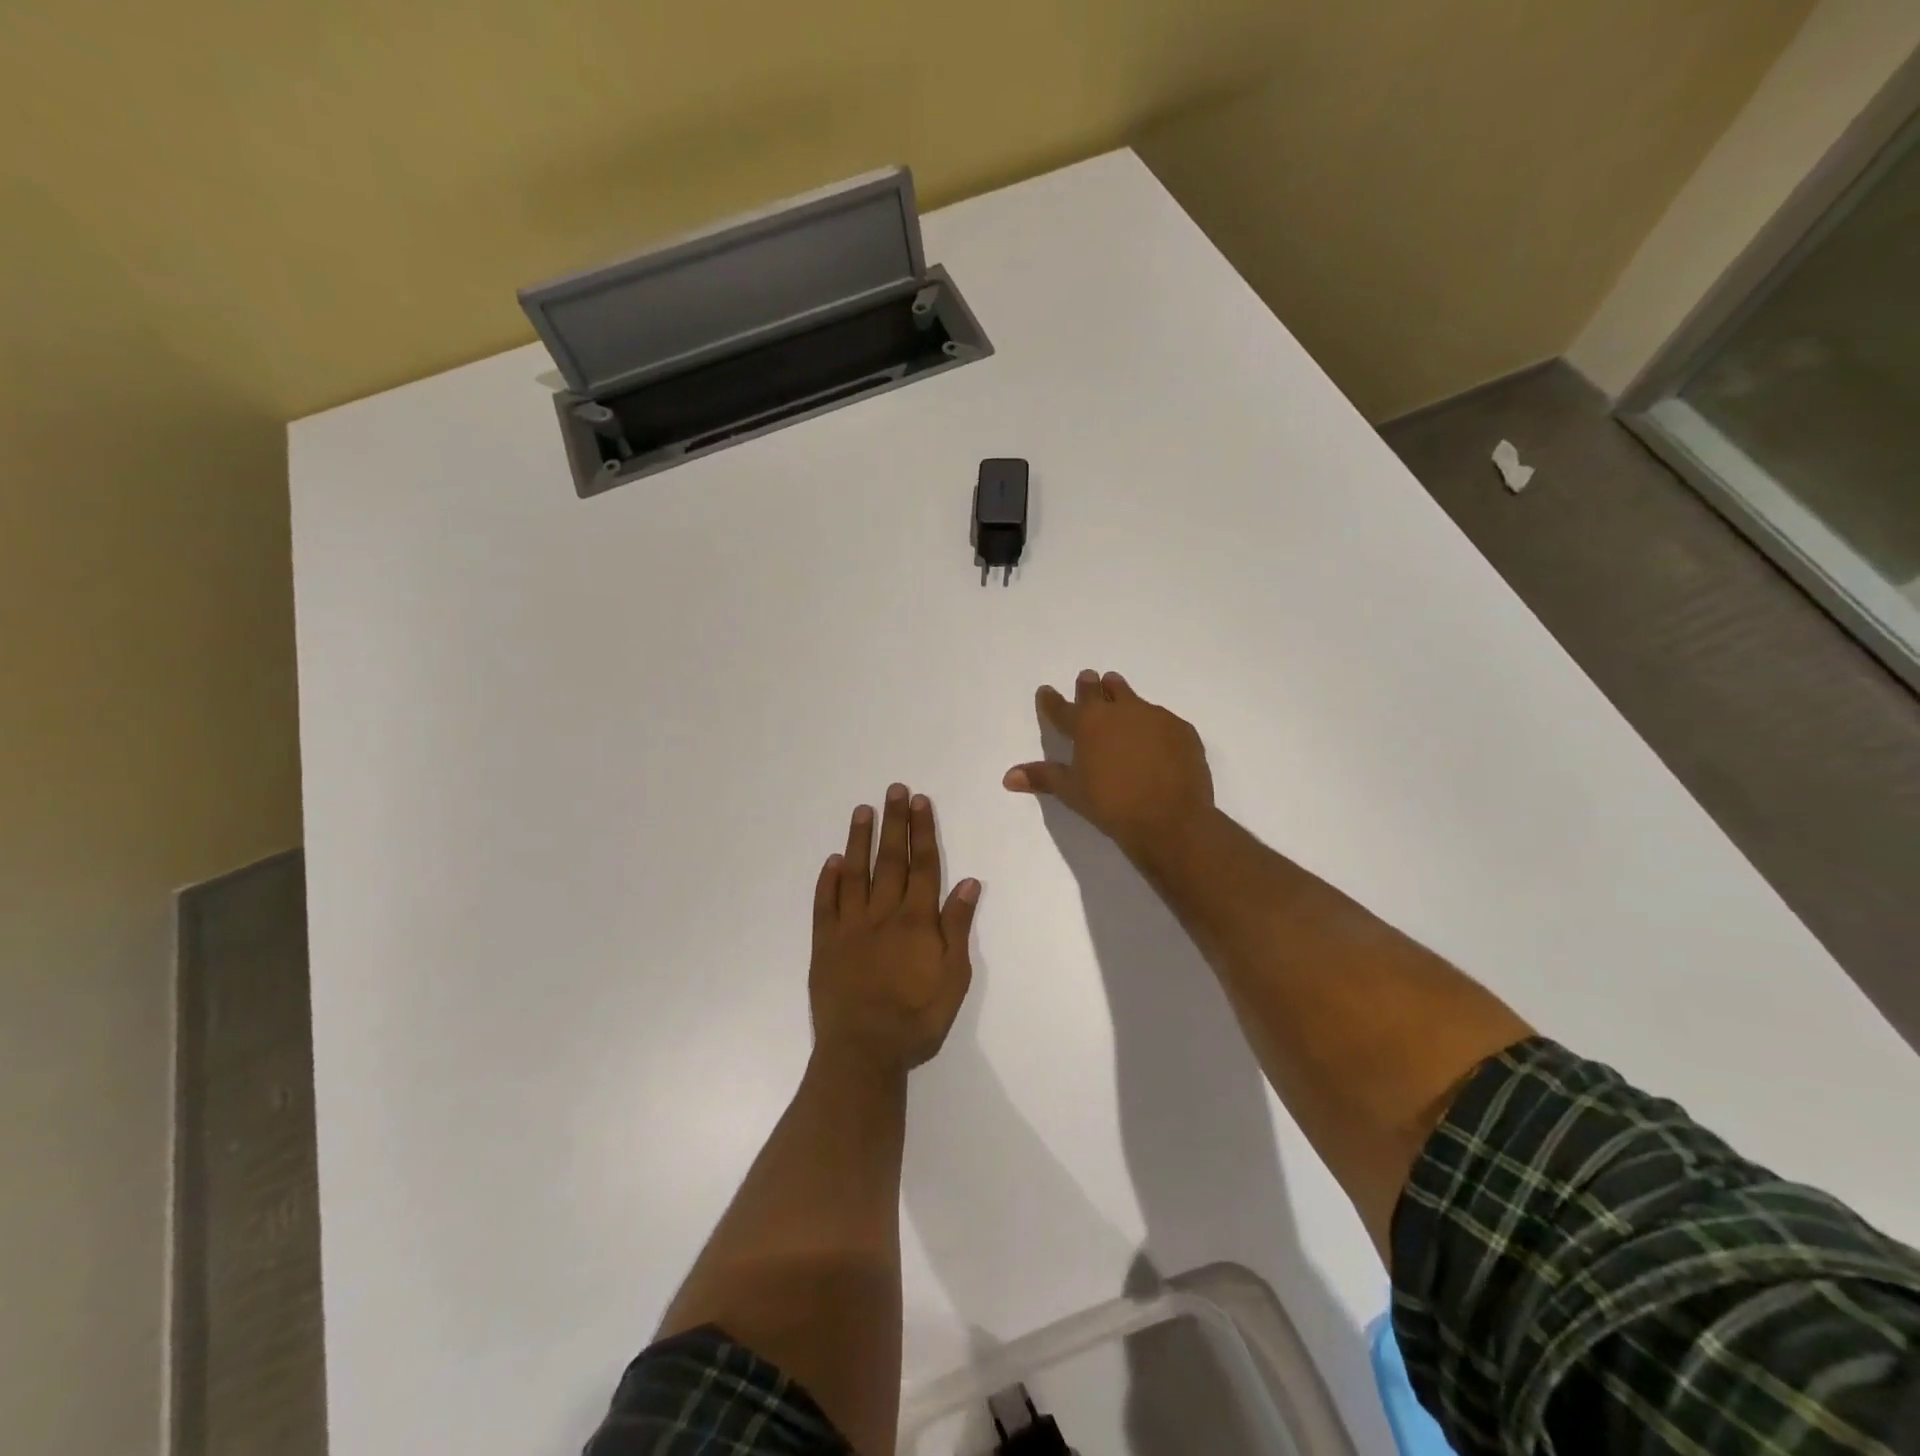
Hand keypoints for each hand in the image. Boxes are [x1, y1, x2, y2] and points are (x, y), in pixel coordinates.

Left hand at [810, 784, 980, 1075]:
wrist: (864, 1052)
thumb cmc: (917, 1019)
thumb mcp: (954, 978)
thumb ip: (957, 928)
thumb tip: (967, 882)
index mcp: (916, 921)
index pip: (922, 866)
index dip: (922, 832)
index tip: (920, 802)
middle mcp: (883, 914)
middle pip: (890, 860)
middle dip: (894, 823)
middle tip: (894, 790)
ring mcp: (850, 927)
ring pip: (856, 873)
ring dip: (859, 840)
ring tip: (862, 810)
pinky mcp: (825, 944)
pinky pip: (825, 904)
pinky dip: (828, 880)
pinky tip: (833, 860)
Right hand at [1003, 669, 1214, 861]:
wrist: (1170, 818)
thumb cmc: (1111, 805)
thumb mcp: (1072, 792)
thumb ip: (1043, 778)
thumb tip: (1008, 777)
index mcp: (1087, 724)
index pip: (1062, 708)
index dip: (1051, 700)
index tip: (1045, 691)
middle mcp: (1119, 711)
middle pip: (1099, 691)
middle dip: (1089, 685)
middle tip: (1087, 677)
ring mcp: (1154, 717)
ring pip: (1132, 698)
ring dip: (1121, 694)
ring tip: (1117, 688)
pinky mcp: (1181, 729)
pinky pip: (1161, 719)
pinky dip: (1152, 723)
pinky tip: (1154, 735)